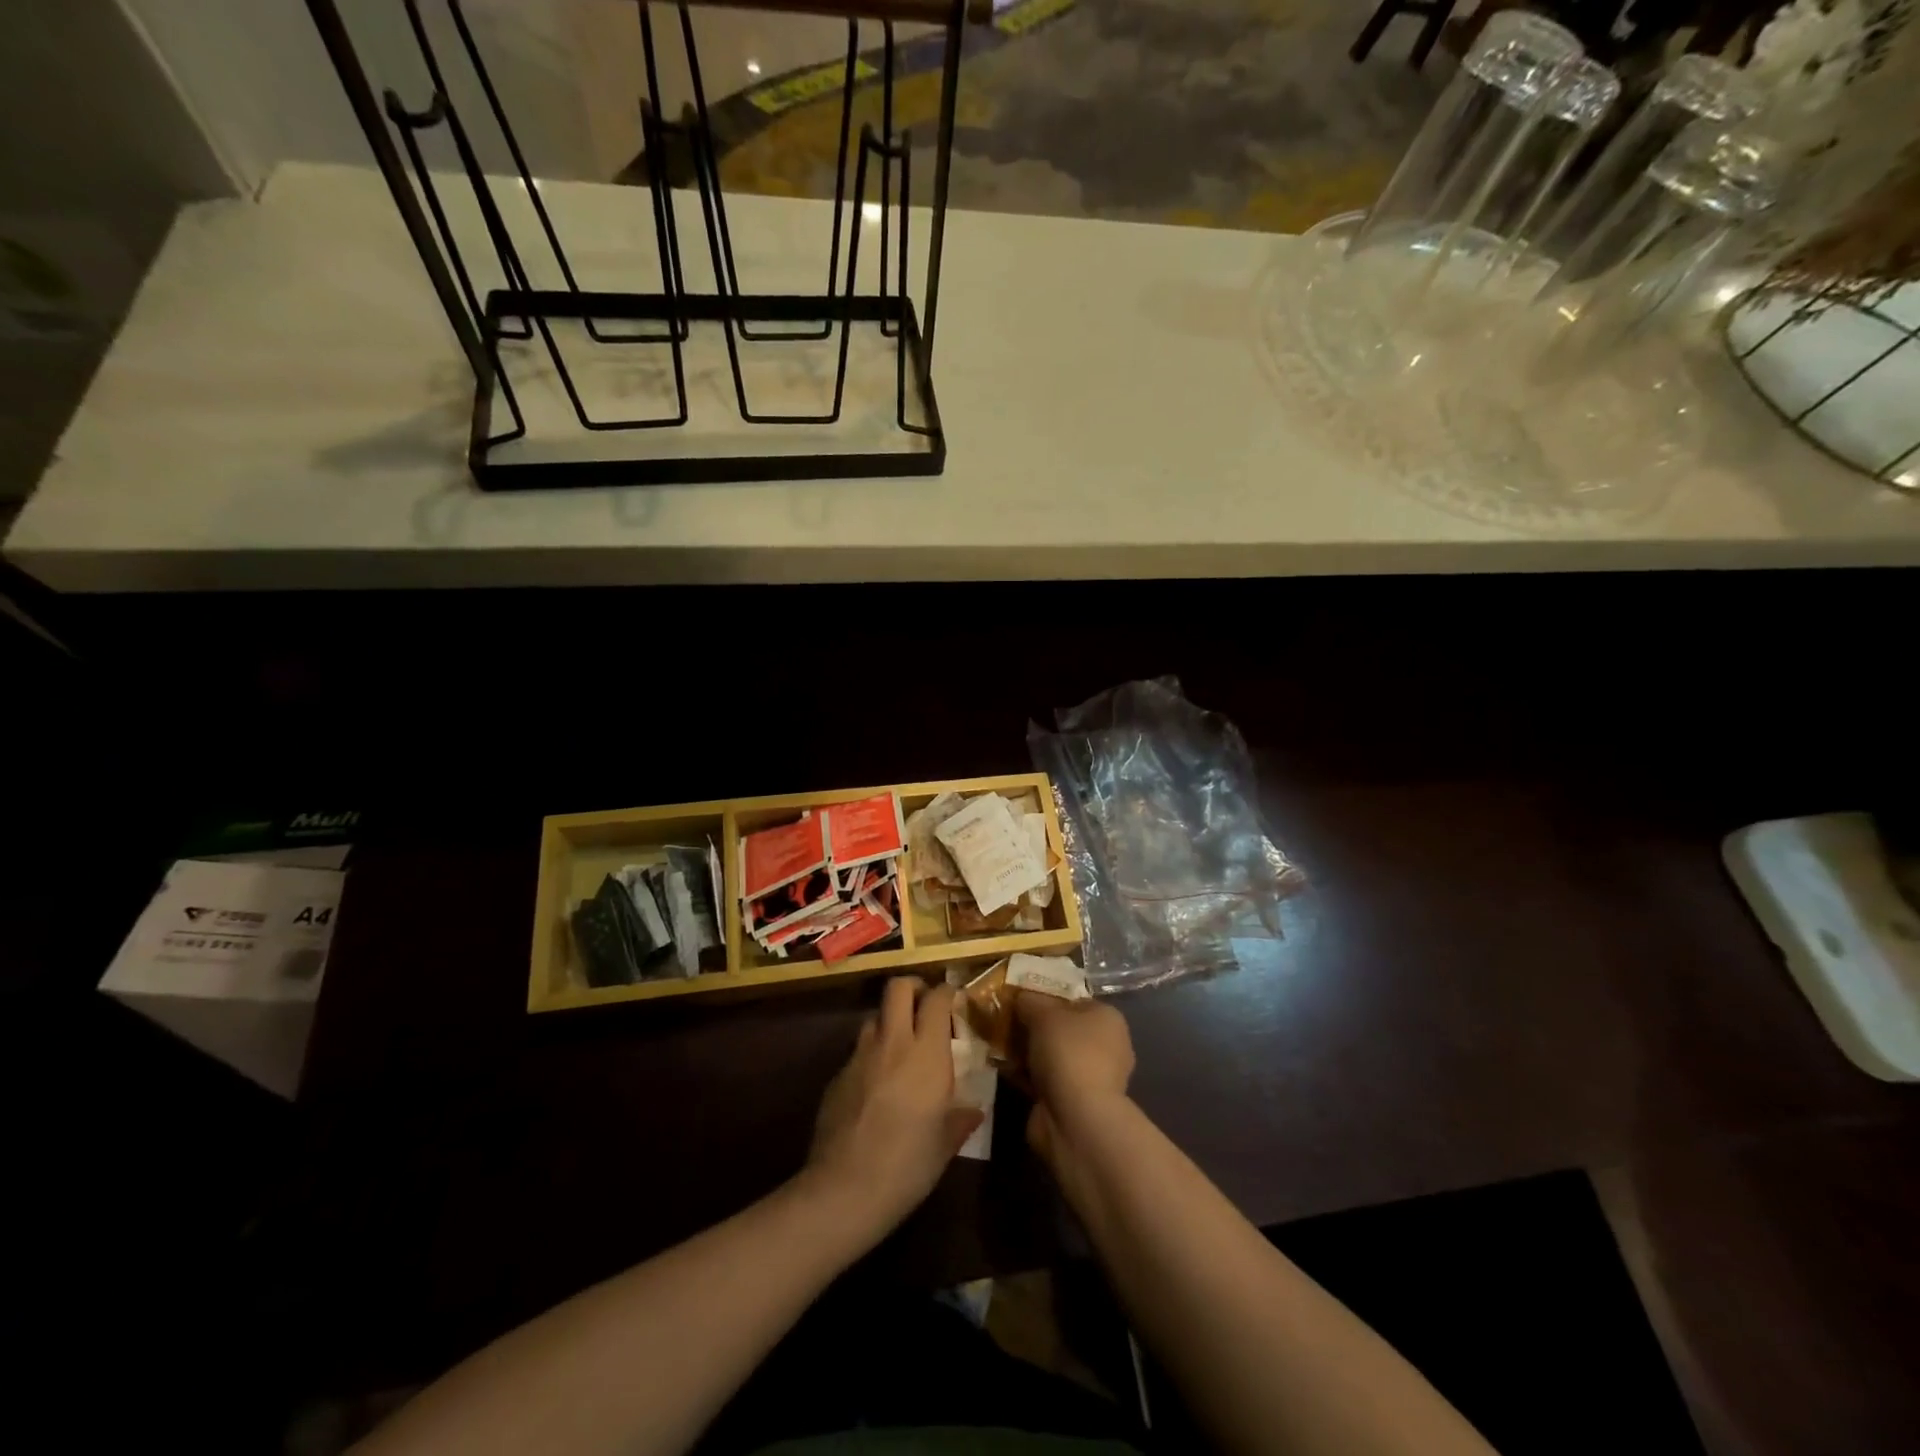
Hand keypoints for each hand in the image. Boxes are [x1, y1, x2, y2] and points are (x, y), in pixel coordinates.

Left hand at [806, 977, 981, 1236]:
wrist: (844, 1190)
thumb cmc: (907, 1166)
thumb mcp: (945, 1145)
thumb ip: (960, 1119)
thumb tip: (974, 1111)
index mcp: (926, 1054)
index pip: (937, 999)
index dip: (947, 992)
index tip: (955, 1000)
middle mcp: (892, 1043)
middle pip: (898, 988)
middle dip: (913, 987)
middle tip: (925, 1006)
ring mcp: (859, 1056)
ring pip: (874, 1017)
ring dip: (889, 1021)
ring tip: (900, 1046)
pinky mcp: (837, 1075)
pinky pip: (857, 1050)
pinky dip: (871, 1055)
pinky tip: (876, 1085)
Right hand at [1014, 990, 1133, 1168]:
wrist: (1076, 1119)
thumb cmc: (1068, 1053)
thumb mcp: (1044, 1013)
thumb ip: (1030, 1001)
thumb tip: (1021, 997)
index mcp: (1108, 1019)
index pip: (1075, 1001)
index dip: (1048, 998)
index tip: (1020, 1000)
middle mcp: (1106, 1047)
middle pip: (1062, 1029)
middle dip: (1034, 1027)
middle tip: (1005, 1022)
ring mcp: (1091, 1078)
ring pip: (1051, 1056)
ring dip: (1028, 1053)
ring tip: (997, 1044)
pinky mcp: (1074, 1103)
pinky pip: (1045, 1080)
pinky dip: (1026, 1076)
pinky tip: (1003, 1069)